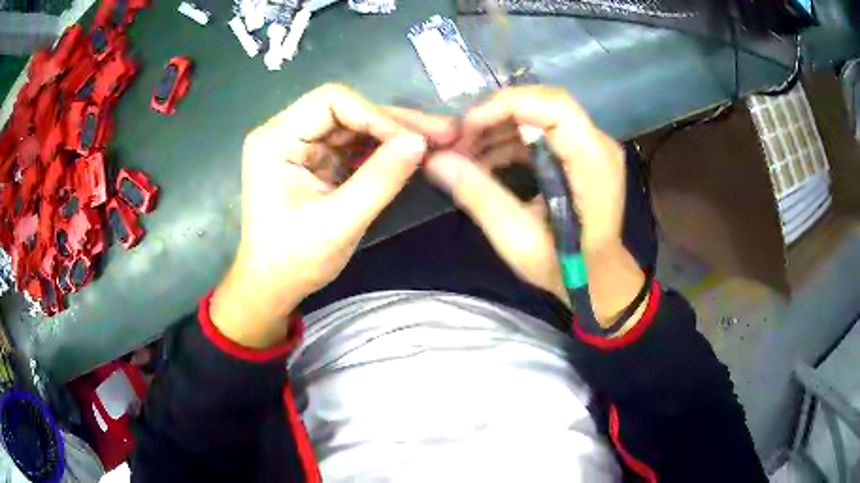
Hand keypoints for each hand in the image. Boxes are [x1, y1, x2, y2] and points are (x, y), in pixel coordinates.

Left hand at [211, 84, 454, 348]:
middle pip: (347, 110)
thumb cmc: (293, 261)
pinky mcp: (316, 161)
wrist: (272, 287)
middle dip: (395, 122)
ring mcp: (302, 146)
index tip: (413, 141)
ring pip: (356, 125)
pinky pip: (354, 145)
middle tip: (443, 132)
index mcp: (276, 140)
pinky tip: (413, 155)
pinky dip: (384, 151)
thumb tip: (421, 142)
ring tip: (439, 140)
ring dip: (395, 134)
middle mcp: (286, 133)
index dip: (376, 115)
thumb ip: (379, 180)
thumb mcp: (338, 223)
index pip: (332, 102)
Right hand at [424, 86, 644, 326]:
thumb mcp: (517, 239)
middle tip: (459, 140)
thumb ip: (479, 195)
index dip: (505, 105)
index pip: (553, 105)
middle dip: (496, 114)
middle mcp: (598, 144)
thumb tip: (435, 160)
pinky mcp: (581, 153)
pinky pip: (542, 131)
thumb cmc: (564, 267)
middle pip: (544, 103)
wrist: (598, 279)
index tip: (466, 127)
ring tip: (464, 153)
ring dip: (498, 127)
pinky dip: (510, 139)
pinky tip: (485, 160)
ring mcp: (592, 146)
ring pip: (540, 114)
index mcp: (593, 161)